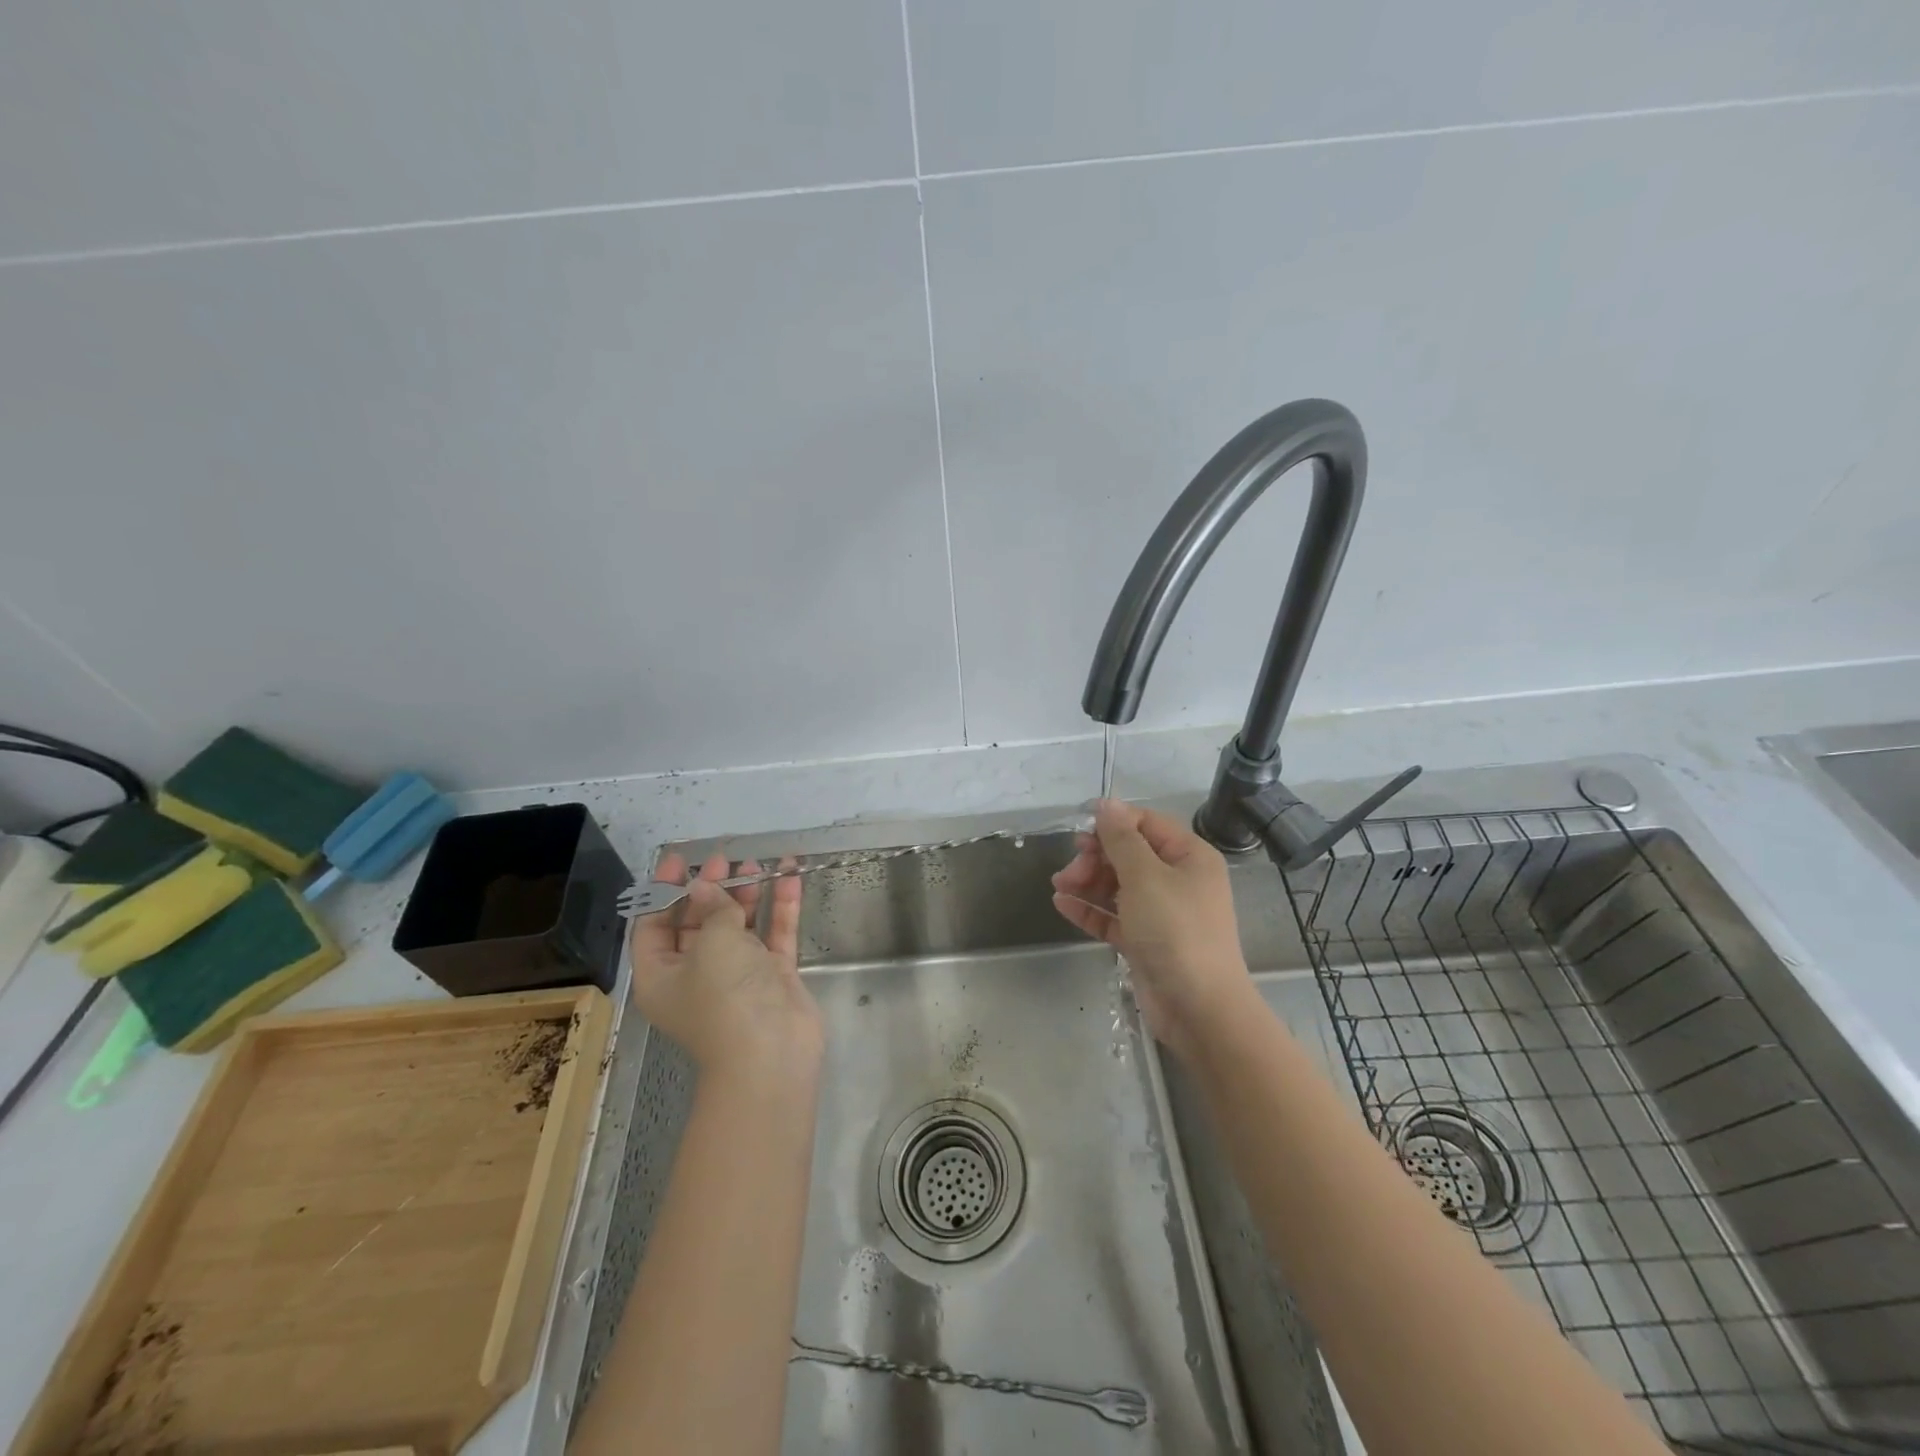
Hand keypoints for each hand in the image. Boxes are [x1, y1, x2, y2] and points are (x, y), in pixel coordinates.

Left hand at [630, 853, 821, 1084]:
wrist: (772, 1054)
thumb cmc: (725, 997)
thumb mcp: (712, 943)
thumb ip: (712, 908)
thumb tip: (704, 886)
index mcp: (662, 975)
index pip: (652, 926)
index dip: (663, 891)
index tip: (682, 861)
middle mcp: (696, 975)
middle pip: (698, 923)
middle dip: (711, 889)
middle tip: (726, 860)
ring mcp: (738, 976)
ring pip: (739, 927)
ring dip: (746, 895)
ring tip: (757, 863)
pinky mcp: (773, 976)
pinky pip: (774, 934)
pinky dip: (780, 907)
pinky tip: (789, 876)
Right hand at [1051, 800, 1257, 1058]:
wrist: (1199, 1008)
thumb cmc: (1175, 931)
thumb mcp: (1145, 877)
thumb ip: (1121, 839)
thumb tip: (1106, 804)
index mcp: (1189, 857)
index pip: (1147, 824)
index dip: (1113, 822)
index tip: (1078, 829)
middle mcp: (1178, 880)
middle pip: (1130, 855)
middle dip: (1096, 857)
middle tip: (1070, 869)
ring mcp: (1162, 913)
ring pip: (1119, 886)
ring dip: (1088, 882)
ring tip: (1058, 885)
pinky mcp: (1147, 941)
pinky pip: (1114, 917)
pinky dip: (1091, 909)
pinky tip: (1063, 905)